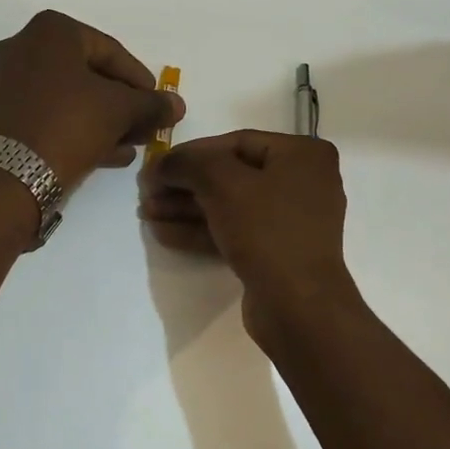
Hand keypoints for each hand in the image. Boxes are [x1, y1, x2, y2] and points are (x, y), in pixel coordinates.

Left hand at [0, 10, 184, 188]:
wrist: (11, 175)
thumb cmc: (70, 124)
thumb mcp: (121, 110)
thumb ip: (152, 104)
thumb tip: (177, 105)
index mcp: (52, 30)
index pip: (112, 51)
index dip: (141, 81)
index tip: (159, 105)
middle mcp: (26, 46)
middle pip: (90, 73)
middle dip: (124, 103)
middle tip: (147, 126)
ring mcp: (11, 81)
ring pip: (72, 96)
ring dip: (106, 119)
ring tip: (134, 144)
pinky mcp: (4, 114)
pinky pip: (53, 113)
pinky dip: (81, 128)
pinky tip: (111, 154)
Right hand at [139, 131, 359, 346]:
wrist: (298, 306)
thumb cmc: (266, 230)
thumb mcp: (222, 184)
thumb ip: (188, 163)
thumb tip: (162, 163)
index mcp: (302, 155)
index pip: (237, 142)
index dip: (191, 152)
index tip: (156, 165)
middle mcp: (302, 182)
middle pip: (231, 175)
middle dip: (185, 184)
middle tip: (146, 192)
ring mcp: (290, 220)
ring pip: (230, 205)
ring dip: (187, 208)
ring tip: (146, 213)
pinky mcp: (276, 252)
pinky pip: (235, 231)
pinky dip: (202, 230)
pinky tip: (163, 233)